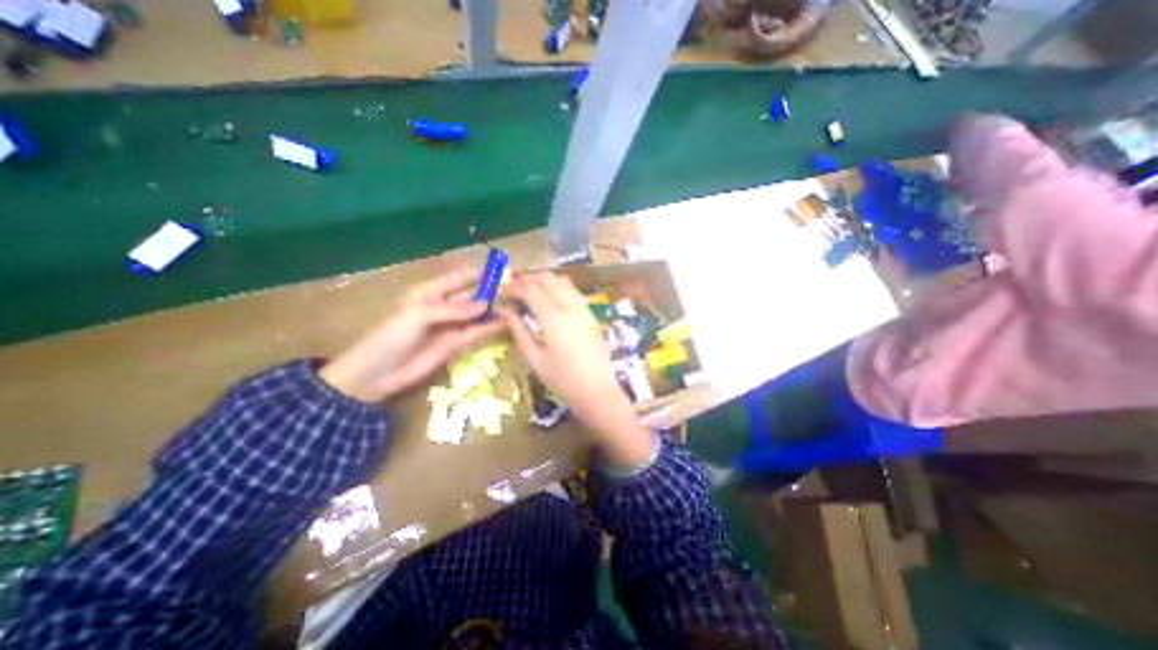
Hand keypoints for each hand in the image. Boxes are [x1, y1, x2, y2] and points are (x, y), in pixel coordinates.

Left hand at [321, 266, 501, 400]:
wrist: (377, 373)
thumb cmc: (391, 336)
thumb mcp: (419, 315)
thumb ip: (453, 309)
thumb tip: (485, 304)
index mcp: (431, 292)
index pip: (461, 278)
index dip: (481, 273)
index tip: (503, 271)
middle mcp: (445, 306)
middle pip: (473, 295)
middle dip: (492, 292)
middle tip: (517, 291)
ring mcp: (452, 325)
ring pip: (478, 314)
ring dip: (495, 310)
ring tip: (517, 306)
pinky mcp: (456, 343)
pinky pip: (477, 332)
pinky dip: (491, 327)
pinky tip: (506, 323)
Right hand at [503, 271, 655, 465]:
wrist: (597, 391)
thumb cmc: (562, 381)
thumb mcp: (535, 359)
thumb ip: (519, 331)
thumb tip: (506, 311)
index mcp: (555, 321)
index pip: (532, 291)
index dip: (514, 287)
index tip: (502, 291)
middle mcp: (571, 309)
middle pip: (548, 279)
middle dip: (527, 278)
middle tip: (513, 286)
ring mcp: (584, 309)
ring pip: (563, 281)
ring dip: (543, 279)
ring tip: (529, 288)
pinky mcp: (591, 314)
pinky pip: (573, 290)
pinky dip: (557, 286)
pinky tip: (549, 296)